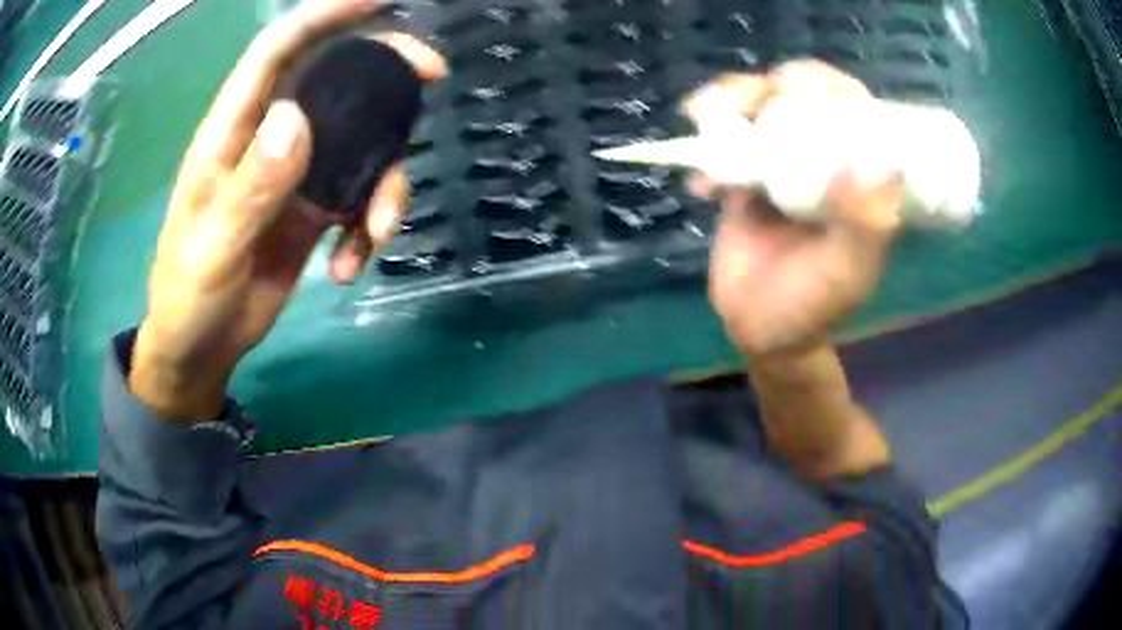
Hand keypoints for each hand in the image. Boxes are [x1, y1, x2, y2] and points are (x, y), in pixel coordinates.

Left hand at [131, 0, 445, 420]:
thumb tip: (297, 120)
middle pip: (335, 78)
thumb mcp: (213, 249)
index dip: (325, 15)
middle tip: (431, 76)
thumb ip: (249, 188)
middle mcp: (269, 138)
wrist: (201, 347)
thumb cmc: (189, 297)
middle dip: (384, 70)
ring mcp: (295, 173)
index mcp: (232, 132)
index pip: (279, 50)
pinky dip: (368, 226)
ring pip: (359, 141)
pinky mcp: (313, 209)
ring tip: (377, 231)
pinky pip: (359, 195)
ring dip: (384, 179)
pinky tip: (352, 264)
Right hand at [685, 61, 903, 357]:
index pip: (851, 111)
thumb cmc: (810, 305)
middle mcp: (821, 162)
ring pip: (756, 114)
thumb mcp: (847, 273)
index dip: (826, 84)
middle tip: (743, 102)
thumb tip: (875, 160)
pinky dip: (703, 151)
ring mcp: (780, 167)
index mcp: (856, 177)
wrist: (757, 329)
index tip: (795, 85)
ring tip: (702, 118)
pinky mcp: (744, 179)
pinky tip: (700, 185)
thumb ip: (865, 226)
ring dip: (727, 104)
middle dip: (767, 89)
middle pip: (798, 100)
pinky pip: (723, 147)